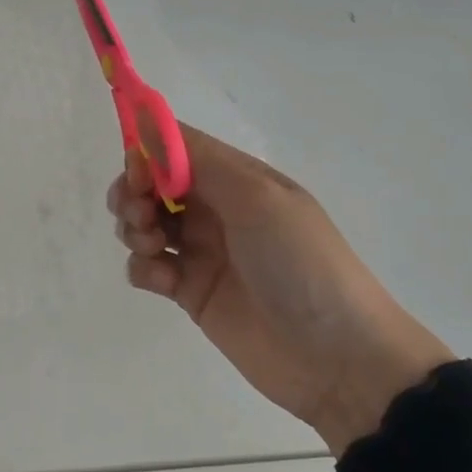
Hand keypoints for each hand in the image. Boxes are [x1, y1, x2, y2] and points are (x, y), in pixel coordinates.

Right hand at [108, 126, 454, 454]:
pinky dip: (144, 267)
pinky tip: (163, 279)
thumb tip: (144, 114)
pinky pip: (148, 266)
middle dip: (133, 192)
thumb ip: (198, 159)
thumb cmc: (300, 262)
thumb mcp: (257, 198)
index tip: (137, 174)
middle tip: (140, 214)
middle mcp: (216, 208)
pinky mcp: (190, 292)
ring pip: (144, 222)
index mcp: (236, 178)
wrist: (338, 357)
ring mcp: (202, 251)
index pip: (177, 148)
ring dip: (134, 227)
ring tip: (152, 246)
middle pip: (153, 184)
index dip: (148, 153)